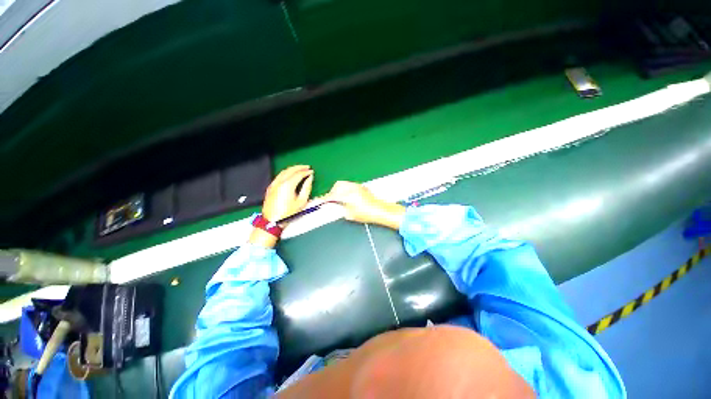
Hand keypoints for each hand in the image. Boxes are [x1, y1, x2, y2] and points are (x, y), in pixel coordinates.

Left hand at [263, 165, 313, 220]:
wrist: (272, 221)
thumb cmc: (288, 213)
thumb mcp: (301, 201)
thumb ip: (307, 188)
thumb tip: (310, 178)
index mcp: (288, 185)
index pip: (298, 174)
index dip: (306, 172)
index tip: (312, 171)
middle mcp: (279, 182)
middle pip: (290, 170)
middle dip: (299, 167)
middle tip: (307, 167)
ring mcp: (273, 184)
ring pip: (283, 171)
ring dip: (292, 169)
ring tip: (300, 169)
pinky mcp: (270, 187)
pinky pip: (279, 176)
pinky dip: (286, 173)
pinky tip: (290, 175)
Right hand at [324, 181, 404, 229]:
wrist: (380, 210)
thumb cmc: (366, 214)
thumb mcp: (350, 214)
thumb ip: (337, 209)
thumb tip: (329, 207)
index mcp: (347, 195)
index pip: (332, 195)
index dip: (325, 199)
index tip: (321, 202)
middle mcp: (352, 187)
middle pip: (337, 185)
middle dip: (333, 192)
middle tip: (333, 201)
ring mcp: (357, 186)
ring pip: (344, 184)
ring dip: (339, 190)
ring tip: (341, 199)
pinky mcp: (361, 186)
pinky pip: (350, 185)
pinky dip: (346, 189)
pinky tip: (349, 197)